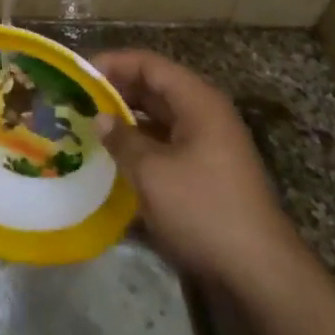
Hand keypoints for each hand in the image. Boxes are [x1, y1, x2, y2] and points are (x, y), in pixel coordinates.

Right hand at [93, 50, 293, 284]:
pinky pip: (167, 144)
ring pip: (160, 119)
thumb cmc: (203, 210)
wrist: (258, 271)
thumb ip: (122, 140)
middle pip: (156, 88)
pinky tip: (114, 159)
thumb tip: (100, 119)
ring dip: (127, 120)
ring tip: (88, 127)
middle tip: (77, 102)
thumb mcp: (152, 173)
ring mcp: (208, 144)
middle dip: (116, 92)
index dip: (113, 63)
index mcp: (198, 102)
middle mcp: (205, 115)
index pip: (150, 64)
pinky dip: (141, 145)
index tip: (78, 75)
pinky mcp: (206, 172)